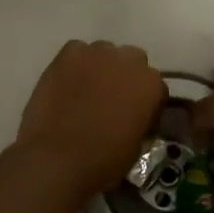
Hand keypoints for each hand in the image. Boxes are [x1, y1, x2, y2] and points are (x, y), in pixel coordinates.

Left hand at [15, 40, 166, 200]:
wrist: (58, 158)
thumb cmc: (103, 161)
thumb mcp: (137, 146)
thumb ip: (141, 120)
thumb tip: (133, 116)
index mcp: (151, 85)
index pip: (155, 87)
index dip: (145, 103)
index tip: (134, 117)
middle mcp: (130, 60)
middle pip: (133, 61)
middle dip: (125, 77)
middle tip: (111, 100)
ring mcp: (98, 52)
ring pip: (105, 53)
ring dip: (101, 68)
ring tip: (86, 90)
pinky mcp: (69, 52)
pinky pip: (77, 52)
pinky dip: (75, 64)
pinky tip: (67, 84)